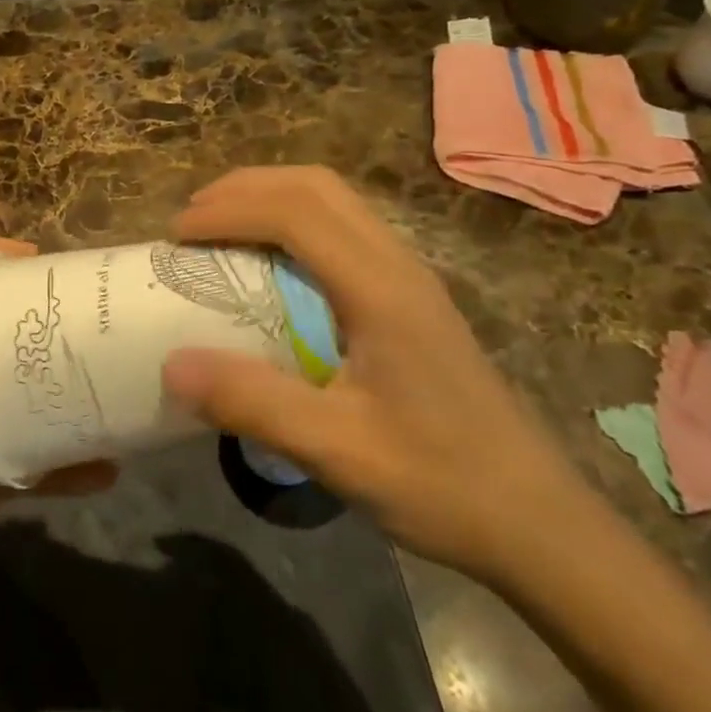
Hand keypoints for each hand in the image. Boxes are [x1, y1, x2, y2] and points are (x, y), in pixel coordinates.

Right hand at [160, 167, 590, 587]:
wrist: (540, 525)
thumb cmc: (443, 484)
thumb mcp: (339, 451)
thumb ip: (254, 403)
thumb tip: (170, 364)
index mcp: (381, 289)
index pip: (295, 212)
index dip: (228, 210)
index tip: (175, 235)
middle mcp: (397, 265)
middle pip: (315, 186)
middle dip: (244, 188)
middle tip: (191, 219)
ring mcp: (408, 277)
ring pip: (332, 200)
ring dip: (269, 198)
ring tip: (218, 229)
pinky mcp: (409, 297)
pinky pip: (342, 229)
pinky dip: (291, 222)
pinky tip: (269, 265)